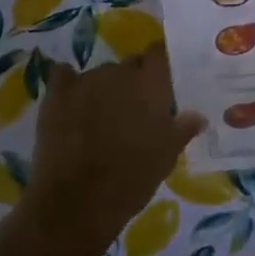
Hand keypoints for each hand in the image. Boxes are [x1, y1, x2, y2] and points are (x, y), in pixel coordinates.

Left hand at [15, 45, 205, 255]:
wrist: (78, 201)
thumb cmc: (133, 178)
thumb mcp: (167, 156)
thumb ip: (183, 129)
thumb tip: (198, 116)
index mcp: (151, 84)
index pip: (159, 53)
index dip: (159, 65)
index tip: (160, 81)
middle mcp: (119, 73)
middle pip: (129, 64)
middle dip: (132, 80)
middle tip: (133, 108)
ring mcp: (85, 80)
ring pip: (100, 74)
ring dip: (104, 88)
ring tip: (101, 116)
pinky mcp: (56, 94)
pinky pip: (64, 76)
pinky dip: (69, 84)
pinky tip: (71, 101)